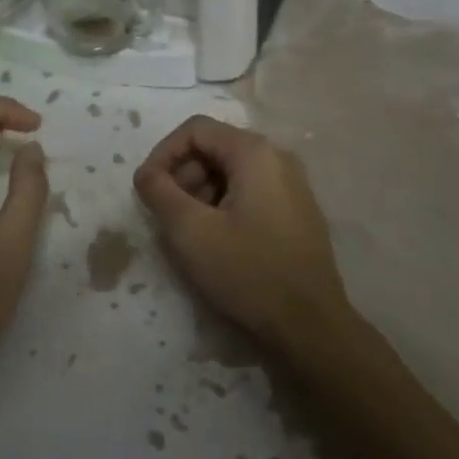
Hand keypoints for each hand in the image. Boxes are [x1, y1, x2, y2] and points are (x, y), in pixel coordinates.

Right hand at [133, 115, 351, 353]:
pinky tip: (217, 241)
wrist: (311, 328)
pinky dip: (224, 205)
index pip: (195, 130)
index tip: (146, 189)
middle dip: (182, 175)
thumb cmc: (248, 273)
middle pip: (214, 148)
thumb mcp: (191, 232)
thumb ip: (159, 192)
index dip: (162, 154)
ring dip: (201, 193)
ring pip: (231, 171)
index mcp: (255, 152)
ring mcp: (292, 184)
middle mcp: (278, 157)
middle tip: (167, 215)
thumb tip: (146, 174)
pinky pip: (250, 191)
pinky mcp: (297, 211)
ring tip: (189, 232)